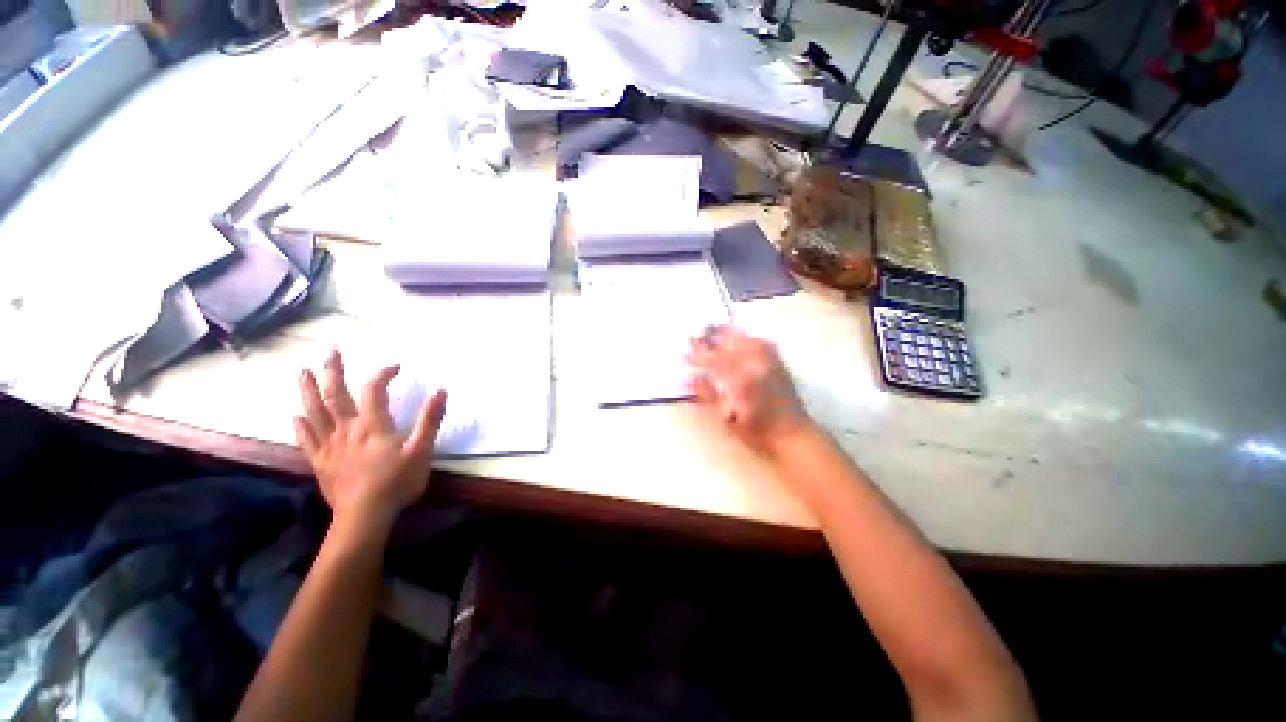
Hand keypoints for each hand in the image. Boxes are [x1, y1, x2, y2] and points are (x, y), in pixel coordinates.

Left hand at [295, 349, 447, 530]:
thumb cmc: (397, 482)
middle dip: (333, 370)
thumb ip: (429, 420)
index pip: (374, 390)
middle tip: (329, 351)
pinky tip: (295, 416)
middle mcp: (347, 429)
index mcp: (373, 425)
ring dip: (308, 390)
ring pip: (314, 412)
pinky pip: (306, 439)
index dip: (383, 373)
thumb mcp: (422, 450)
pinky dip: (300, 425)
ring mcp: (329, 445)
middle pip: (335, 394)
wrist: (365, 516)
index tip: (396, 366)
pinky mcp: (320, 461)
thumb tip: (441, 391)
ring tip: (302, 372)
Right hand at [686, 326, 816, 457]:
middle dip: (708, 339)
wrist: (793, 434)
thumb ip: (708, 395)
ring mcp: (769, 359)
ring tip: (710, 330)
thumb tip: (689, 377)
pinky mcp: (778, 360)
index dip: (697, 356)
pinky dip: (744, 336)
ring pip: (743, 337)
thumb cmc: (757, 432)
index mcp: (741, 380)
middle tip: (694, 338)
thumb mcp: (727, 419)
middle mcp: (755, 364)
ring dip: (725, 332)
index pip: (712, 360)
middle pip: (726, 344)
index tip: (685, 355)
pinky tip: (736, 337)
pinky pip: (758, 340)